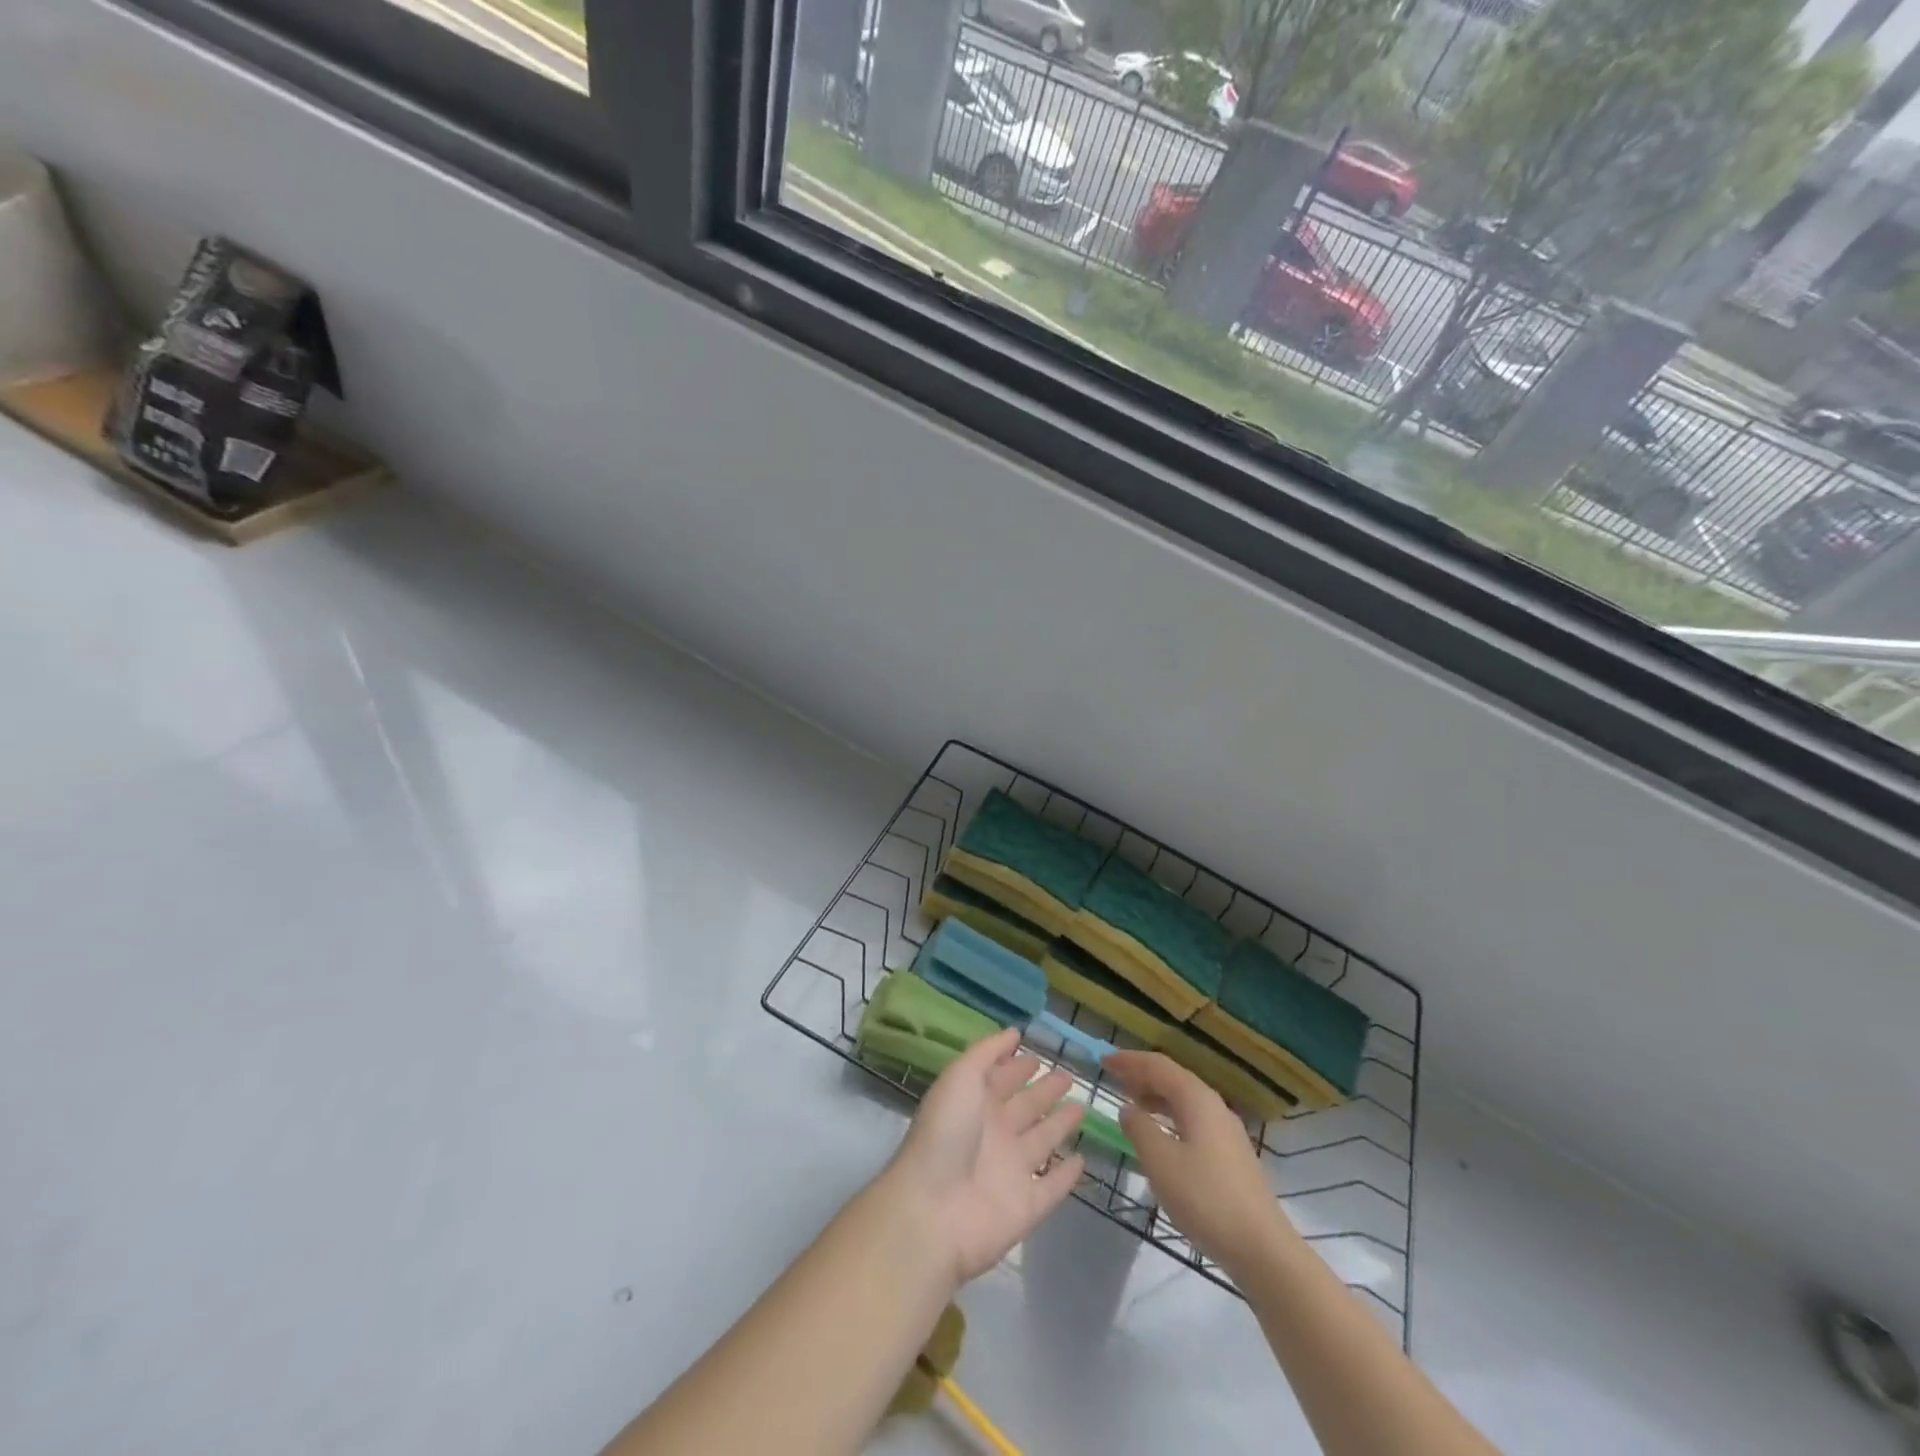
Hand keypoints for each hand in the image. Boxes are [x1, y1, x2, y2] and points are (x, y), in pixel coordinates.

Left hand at [881, 1028, 1086, 1286]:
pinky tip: (1081, 1161)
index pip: (1001, 1079)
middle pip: (1025, 1107)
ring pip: (1042, 1141)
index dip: (1017, 1066)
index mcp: (975, 1103)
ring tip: (1081, 1108)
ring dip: (1060, 1125)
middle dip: (1044, 1090)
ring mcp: (1011, 1171)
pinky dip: (1066, 1176)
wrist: (932, 1211)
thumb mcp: (961, 1076)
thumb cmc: (945, 1133)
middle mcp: (994, 1134)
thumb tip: (1014, 1031)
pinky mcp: (1026, 1207)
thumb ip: (987, 1052)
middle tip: (1068, 1075)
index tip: (1038, 1054)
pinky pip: (1052, 1187)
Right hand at [1105, 1051, 1288, 1273]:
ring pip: (1184, 1101)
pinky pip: (1193, 1120)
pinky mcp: (1231, 1155)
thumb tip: (1128, 1109)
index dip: (1129, 1061)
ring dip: (1155, 1097)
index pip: (1158, 1066)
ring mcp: (1226, 1131)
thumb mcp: (1160, 1161)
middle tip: (1113, 1079)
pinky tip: (1160, 1136)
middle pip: (1173, 1079)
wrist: (1262, 1248)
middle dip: (1142, 1076)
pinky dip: (1170, 1117)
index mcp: (1197, 1099)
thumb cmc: (1205, 1198)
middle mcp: (1214, 1106)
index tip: (1104, 1061)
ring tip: (1131, 1104)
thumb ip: (1139, 1128)